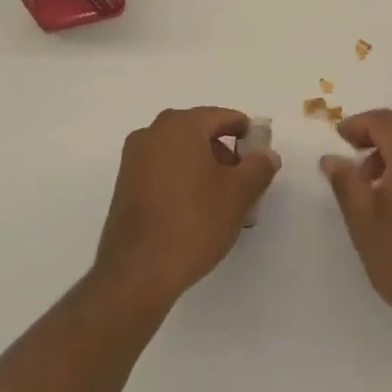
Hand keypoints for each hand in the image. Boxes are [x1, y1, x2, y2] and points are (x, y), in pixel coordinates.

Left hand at [92, 107, 280, 310]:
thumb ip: (258, 167)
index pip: (222, 117)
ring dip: (203, 169)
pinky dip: (182, 180)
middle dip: (224, 154)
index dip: (246, 134)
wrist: (137, 274)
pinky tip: (194, 211)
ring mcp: (134, 159)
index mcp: (180, 125)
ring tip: (221, 202)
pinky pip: (162, 170)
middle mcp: (152, 133)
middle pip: (200, 133)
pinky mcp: (124, 186)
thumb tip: (266, 155)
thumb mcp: (238, 195)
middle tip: (243, 184)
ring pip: (180, 152)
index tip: (260, 158)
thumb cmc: (193, 223)